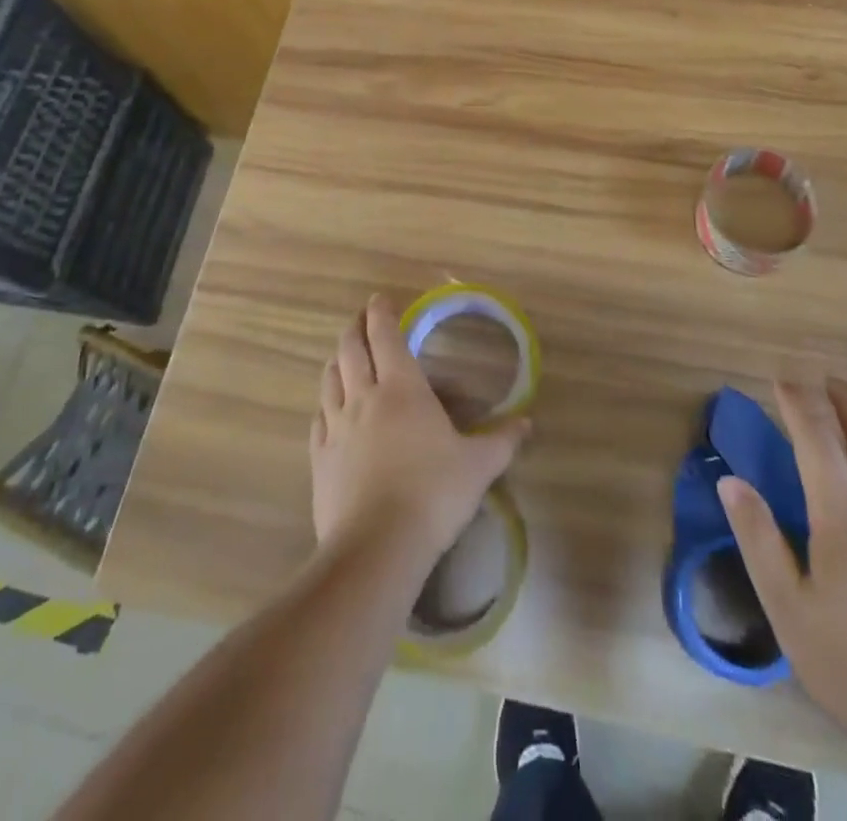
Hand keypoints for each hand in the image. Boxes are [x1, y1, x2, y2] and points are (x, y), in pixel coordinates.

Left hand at [310, 295, 529, 575]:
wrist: (377, 547)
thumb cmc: (433, 494)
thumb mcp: (478, 467)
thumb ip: (502, 441)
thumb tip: (528, 423)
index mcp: (402, 389)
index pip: (386, 336)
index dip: (381, 313)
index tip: (380, 299)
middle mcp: (364, 398)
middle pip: (350, 349)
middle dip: (355, 328)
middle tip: (362, 320)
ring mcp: (336, 427)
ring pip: (330, 379)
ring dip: (337, 360)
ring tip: (344, 356)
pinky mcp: (319, 458)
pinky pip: (318, 418)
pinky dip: (325, 403)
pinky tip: (328, 409)